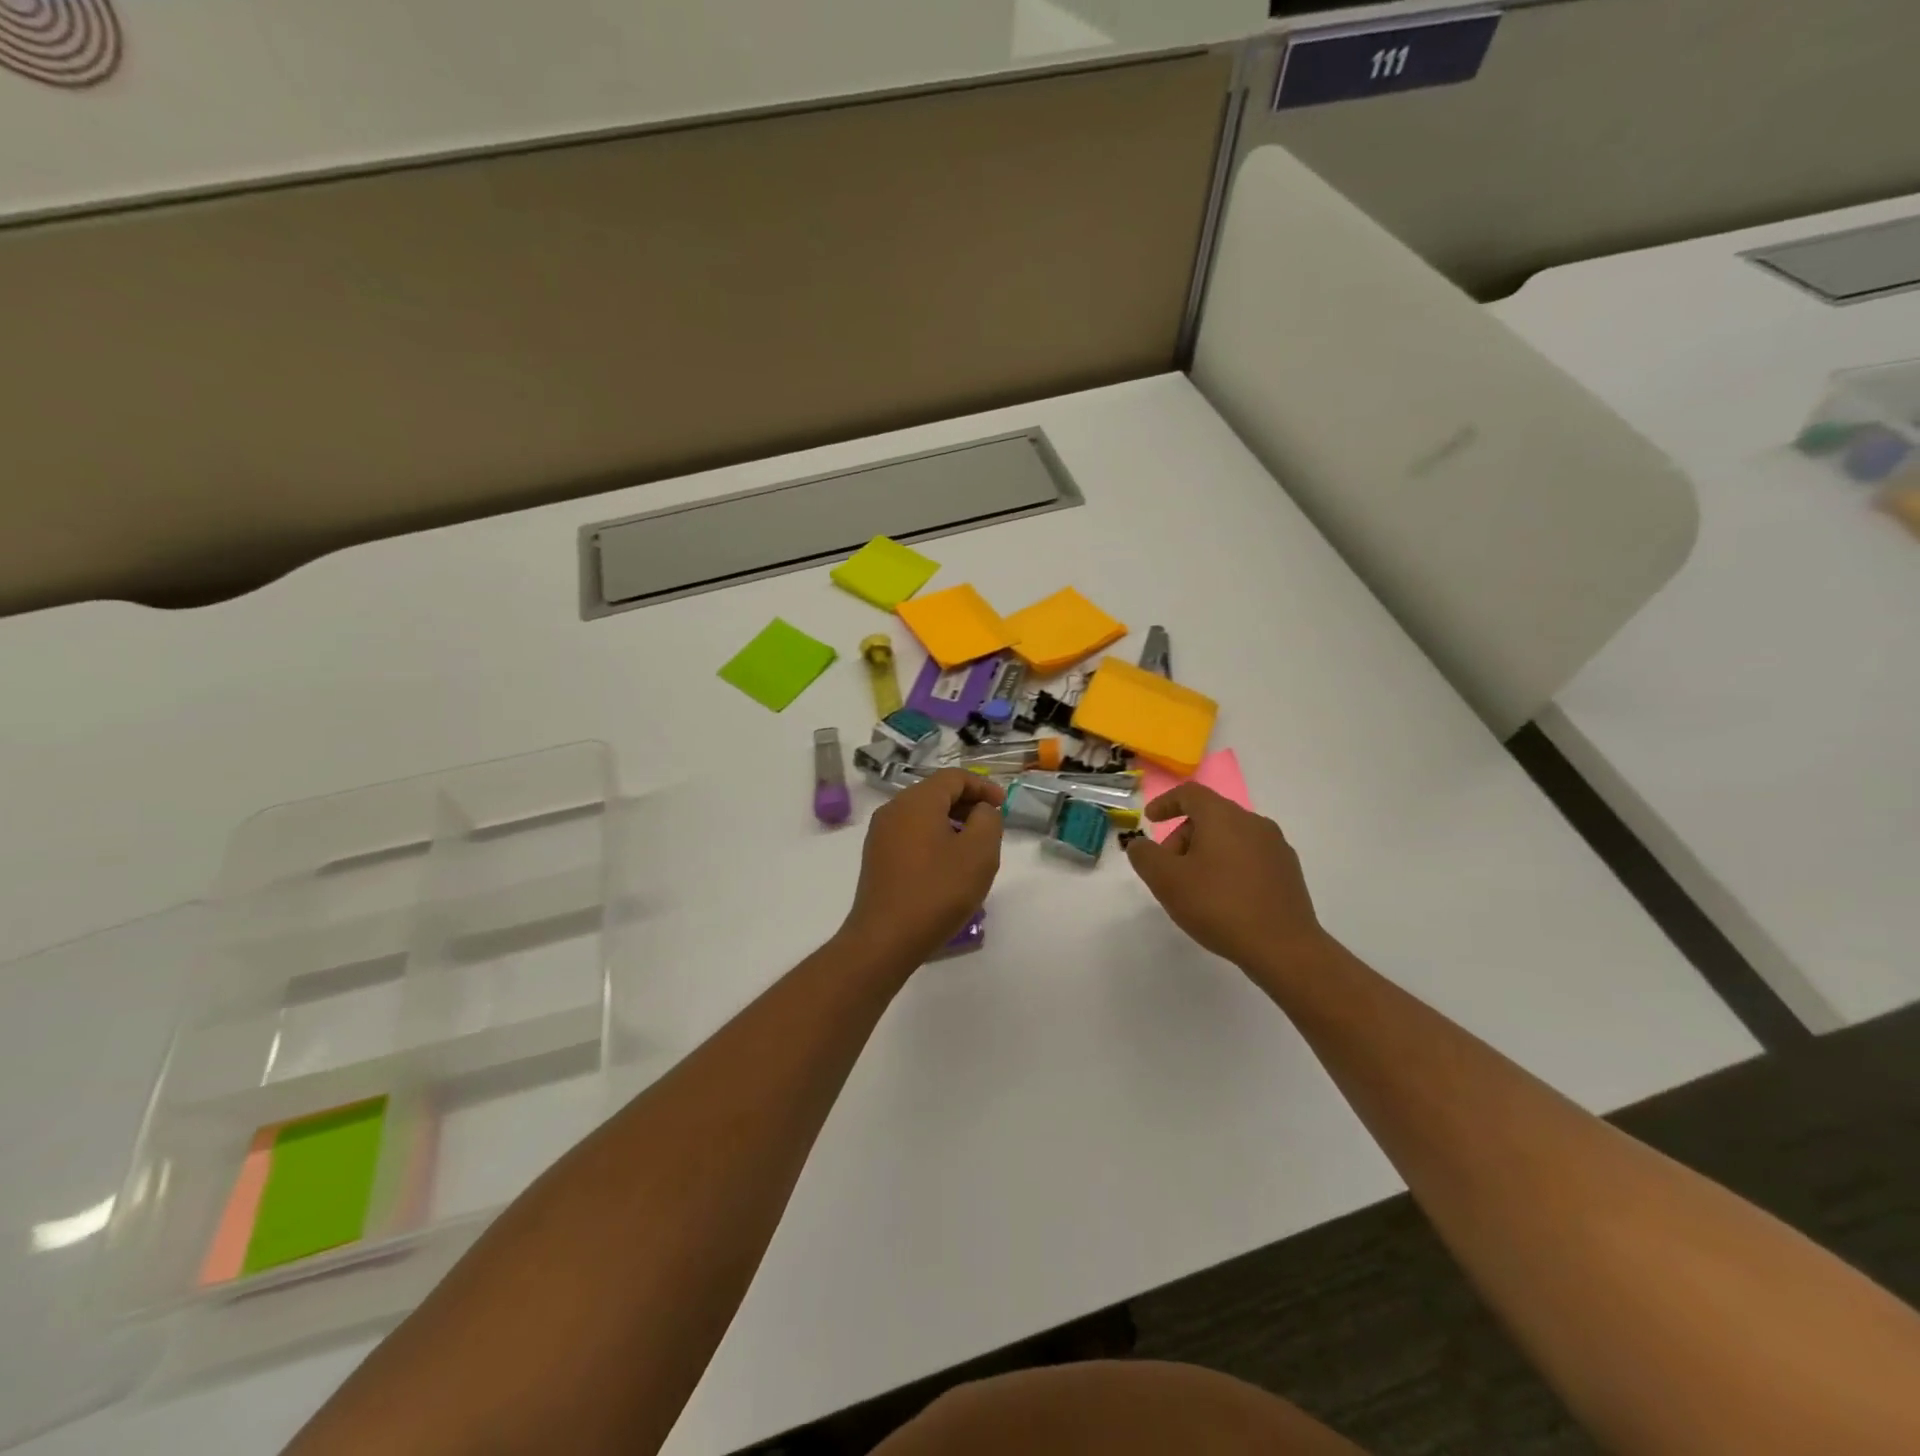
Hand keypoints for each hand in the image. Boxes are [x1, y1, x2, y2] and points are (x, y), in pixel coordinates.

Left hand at [839, 769, 1005, 968]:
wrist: (885, 938)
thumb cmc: (937, 891)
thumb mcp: (979, 853)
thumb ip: (988, 820)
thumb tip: (980, 811)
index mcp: (917, 801)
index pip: (954, 777)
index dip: (983, 786)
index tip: (1003, 805)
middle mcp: (894, 809)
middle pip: (936, 793)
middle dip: (967, 804)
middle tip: (991, 827)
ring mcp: (881, 833)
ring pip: (923, 815)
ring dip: (951, 823)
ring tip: (973, 848)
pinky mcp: (877, 857)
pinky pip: (911, 834)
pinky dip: (933, 838)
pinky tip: (947, 865)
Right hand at [1125, 783, 1330, 974]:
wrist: (1284, 948)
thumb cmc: (1218, 906)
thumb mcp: (1166, 881)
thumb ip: (1145, 856)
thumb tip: (1139, 844)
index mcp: (1223, 816)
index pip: (1190, 793)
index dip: (1165, 802)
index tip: (1150, 819)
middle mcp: (1253, 822)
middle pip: (1210, 816)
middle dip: (1182, 837)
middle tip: (1168, 869)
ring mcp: (1276, 846)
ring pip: (1230, 837)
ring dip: (1206, 853)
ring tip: (1195, 888)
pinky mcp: (1288, 871)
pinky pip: (1249, 856)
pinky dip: (1229, 866)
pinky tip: (1224, 898)